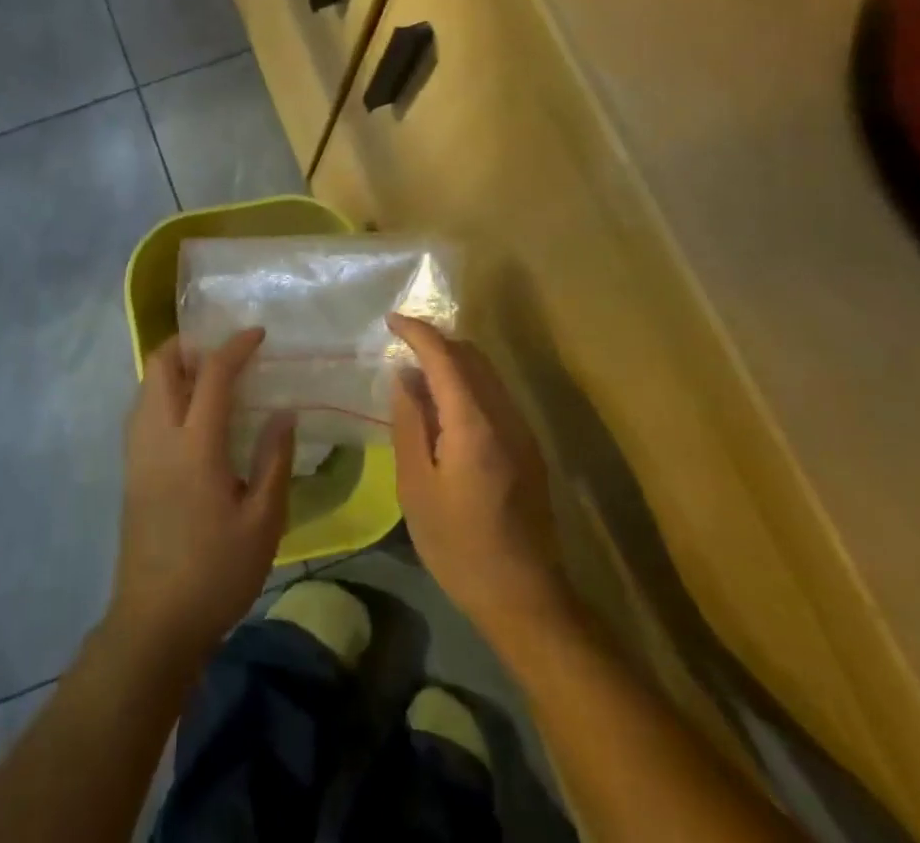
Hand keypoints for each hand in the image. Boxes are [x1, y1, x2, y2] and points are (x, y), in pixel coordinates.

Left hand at [107, 329, 295, 669]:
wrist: (154, 622)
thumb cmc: (217, 573)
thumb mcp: (263, 521)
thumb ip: (273, 459)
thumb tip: (284, 412)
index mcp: (195, 445)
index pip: (212, 374)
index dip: (235, 346)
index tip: (257, 334)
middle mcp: (158, 435)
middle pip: (160, 364)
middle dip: (189, 344)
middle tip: (224, 353)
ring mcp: (137, 451)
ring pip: (145, 384)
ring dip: (174, 367)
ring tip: (210, 380)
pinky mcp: (129, 469)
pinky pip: (141, 408)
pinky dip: (163, 392)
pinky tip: (189, 416)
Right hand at [389, 315, 567, 652]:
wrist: (525, 598)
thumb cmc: (459, 545)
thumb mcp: (416, 486)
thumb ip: (409, 423)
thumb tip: (404, 376)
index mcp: (473, 423)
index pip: (445, 356)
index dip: (417, 331)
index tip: (390, 320)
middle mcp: (504, 415)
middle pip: (472, 355)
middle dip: (436, 339)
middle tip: (400, 343)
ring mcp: (522, 430)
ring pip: (487, 372)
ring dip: (453, 360)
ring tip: (417, 370)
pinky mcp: (529, 448)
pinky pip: (495, 394)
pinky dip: (467, 382)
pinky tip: (444, 405)